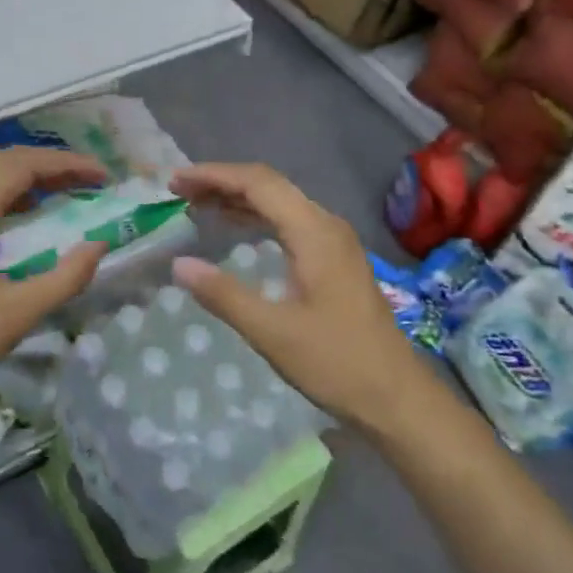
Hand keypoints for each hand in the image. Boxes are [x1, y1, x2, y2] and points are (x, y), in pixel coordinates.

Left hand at [0, 147, 108, 426]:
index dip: (65, 165)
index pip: (21, 167)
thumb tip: (99, 245)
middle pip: (1, 164)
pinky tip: (21, 216)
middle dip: (48, 166)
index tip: (102, 176)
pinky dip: (3, 195)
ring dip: (25, 178)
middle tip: (88, 181)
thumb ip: (65, 277)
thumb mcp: (18, 315)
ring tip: (63, 191)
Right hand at [169, 163, 431, 432]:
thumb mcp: (273, 333)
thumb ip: (224, 295)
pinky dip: (256, 217)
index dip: (214, 176)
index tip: (176, 182)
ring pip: (279, 202)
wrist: (396, 397)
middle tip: (179, 191)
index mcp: (314, 232)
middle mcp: (325, 225)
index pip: (258, 183)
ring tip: (197, 204)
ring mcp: (333, 240)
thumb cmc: (336, 363)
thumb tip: (179, 265)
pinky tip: (234, 228)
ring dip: (238, 198)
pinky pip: (288, 221)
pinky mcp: (333, 258)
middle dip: (222, 182)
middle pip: (269, 185)